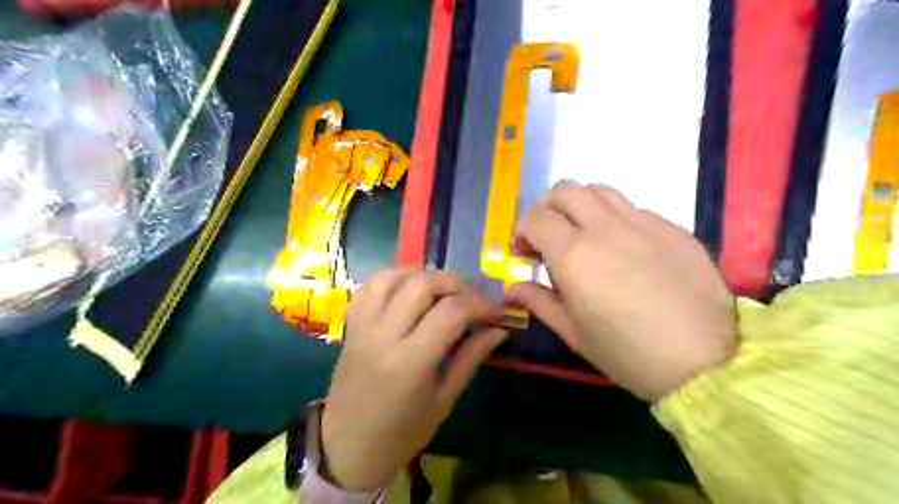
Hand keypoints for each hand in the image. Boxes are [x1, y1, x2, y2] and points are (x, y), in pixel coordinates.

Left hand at [323, 269, 507, 489]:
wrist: (348, 447)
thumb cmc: (402, 432)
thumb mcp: (444, 399)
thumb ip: (471, 358)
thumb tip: (499, 330)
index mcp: (410, 362)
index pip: (451, 312)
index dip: (480, 305)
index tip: (496, 313)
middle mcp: (383, 335)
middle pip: (422, 284)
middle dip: (455, 284)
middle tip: (470, 299)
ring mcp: (363, 326)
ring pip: (393, 276)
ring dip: (423, 275)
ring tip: (441, 291)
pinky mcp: (351, 325)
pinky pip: (369, 286)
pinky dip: (393, 278)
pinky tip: (408, 289)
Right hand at [502, 184, 741, 403]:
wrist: (707, 362)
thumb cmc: (628, 354)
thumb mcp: (574, 333)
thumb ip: (539, 302)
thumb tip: (511, 288)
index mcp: (574, 255)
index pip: (536, 218)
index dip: (522, 230)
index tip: (524, 251)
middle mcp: (605, 228)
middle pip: (566, 190)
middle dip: (547, 207)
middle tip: (549, 235)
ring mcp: (643, 223)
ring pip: (601, 190)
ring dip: (581, 204)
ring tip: (583, 233)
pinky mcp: (673, 228)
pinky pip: (634, 208)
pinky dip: (616, 218)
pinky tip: (625, 248)